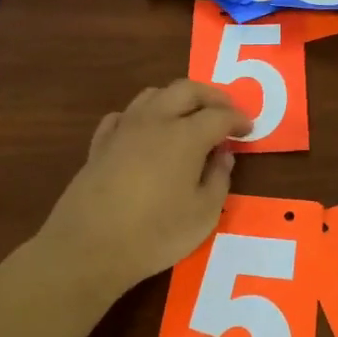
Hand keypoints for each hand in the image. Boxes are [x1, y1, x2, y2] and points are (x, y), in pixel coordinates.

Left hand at [34, 80, 251, 298]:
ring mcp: (123, 129)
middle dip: (211, 95)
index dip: (238, 119)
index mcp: (185, 135)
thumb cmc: (155, 234)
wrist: (88, 247)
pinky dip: (141, 115)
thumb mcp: (203, 215)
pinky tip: (144, 130)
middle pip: (186, 90)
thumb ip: (218, 179)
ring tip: (188, 115)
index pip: (219, 115)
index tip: (249, 128)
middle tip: (225, 110)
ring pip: (152, 94)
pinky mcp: (99, 144)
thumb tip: (223, 155)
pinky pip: (123, 115)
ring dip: (176, 98)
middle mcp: (154, 121)